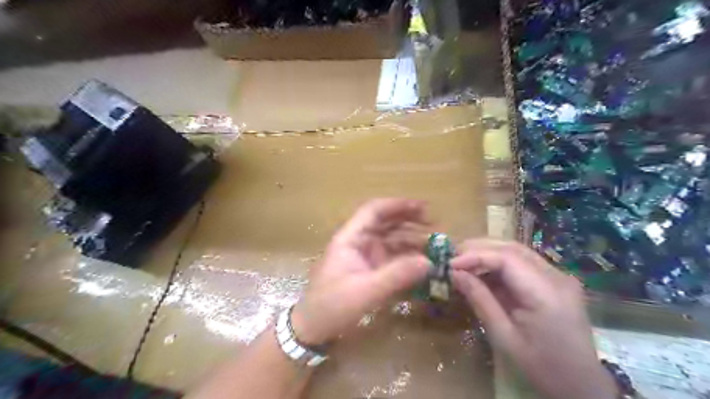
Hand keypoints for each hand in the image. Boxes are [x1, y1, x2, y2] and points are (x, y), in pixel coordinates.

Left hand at [290, 198, 431, 345]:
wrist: (313, 329)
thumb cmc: (332, 306)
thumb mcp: (365, 291)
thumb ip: (396, 275)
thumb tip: (428, 261)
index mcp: (350, 238)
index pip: (374, 211)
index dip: (398, 205)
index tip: (423, 207)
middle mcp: (359, 242)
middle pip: (385, 222)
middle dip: (410, 220)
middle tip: (436, 225)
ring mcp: (365, 256)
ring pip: (391, 240)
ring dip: (412, 240)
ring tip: (435, 245)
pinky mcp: (370, 270)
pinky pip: (392, 258)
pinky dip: (408, 258)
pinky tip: (423, 263)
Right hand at [452, 240, 618, 398]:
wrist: (582, 386)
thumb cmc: (541, 367)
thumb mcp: (504, 337)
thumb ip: (480, 300)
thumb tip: (454, 273)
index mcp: (546, 294)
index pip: (507, 259)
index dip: (475, 256)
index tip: (450, 264)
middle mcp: (556, 277)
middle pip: (512, 248)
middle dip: (479, 248)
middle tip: (452, 255)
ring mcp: (559, 277)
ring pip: (517, 251)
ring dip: (487, 252)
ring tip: (462, 260)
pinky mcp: (555, 281)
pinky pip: (522, 263)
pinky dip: (498, 263)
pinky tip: (482, 272)